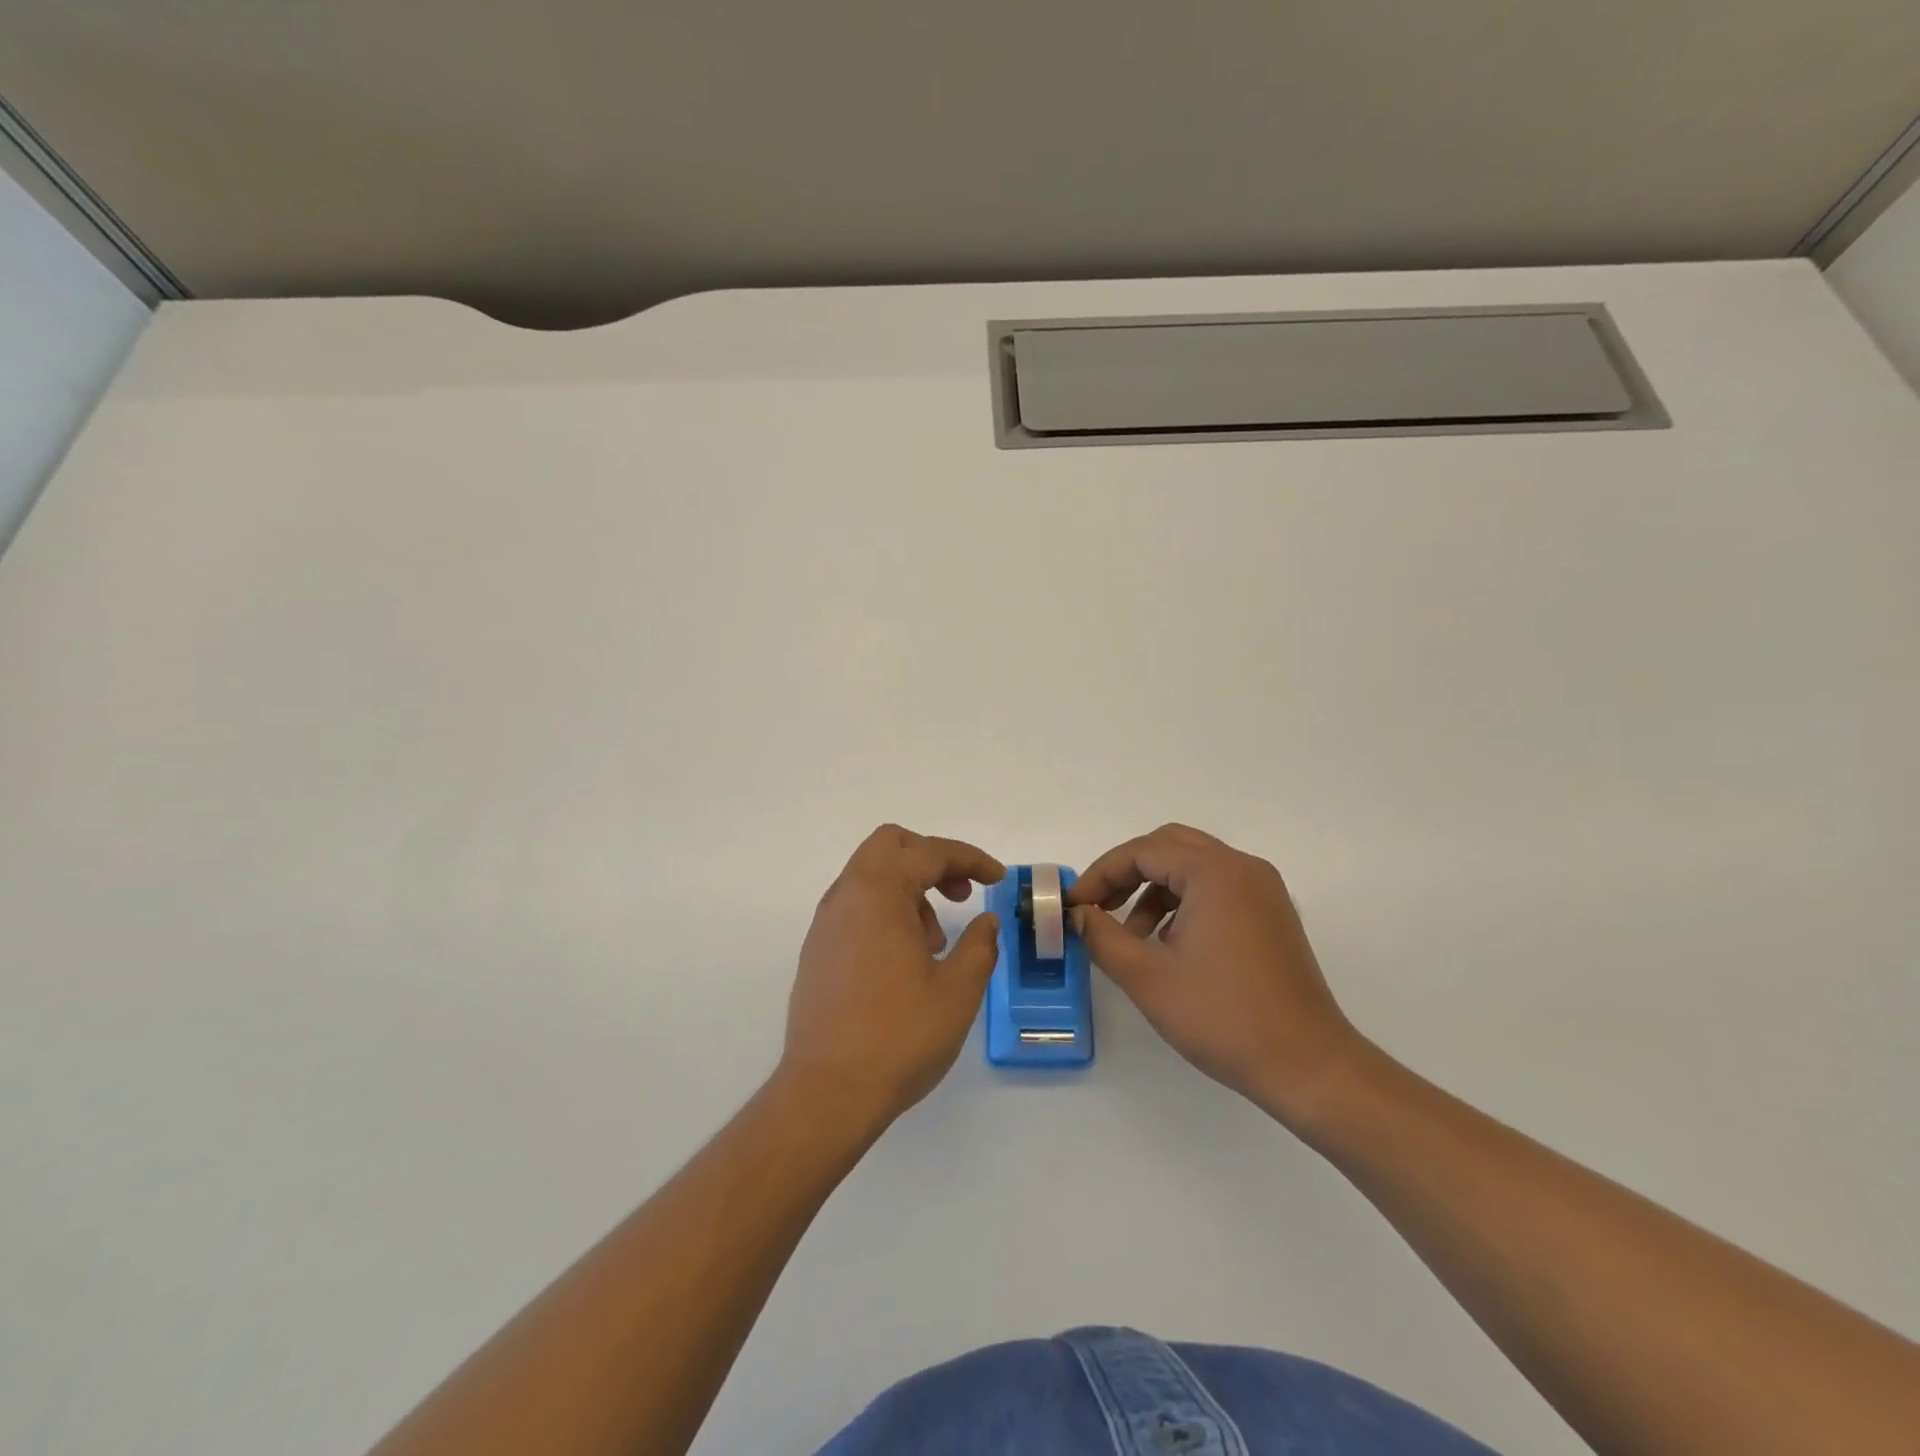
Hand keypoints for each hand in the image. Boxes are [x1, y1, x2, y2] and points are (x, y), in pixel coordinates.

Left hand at [777, 825, 1004, 1131]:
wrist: (827, 1093)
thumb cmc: (899, 1037)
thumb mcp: (958, 991)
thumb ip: (979, 946)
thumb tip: (987, 922)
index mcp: (879, 893)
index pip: (930, 852)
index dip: (970, 859)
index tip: (998, 879)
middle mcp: (846, 896)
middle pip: (891, 846)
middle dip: (933, 859)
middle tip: (961, 894)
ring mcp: (826, 923)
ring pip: (870, 875)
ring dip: (909, 887)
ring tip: (936, 940)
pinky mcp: (817, 950)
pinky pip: (856, 906)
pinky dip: (886, 910)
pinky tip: (906, 959)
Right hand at [1068, 824, 1365, 1126]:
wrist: (1308, 1066)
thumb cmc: (1223, 1017)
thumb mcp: (1147, 978)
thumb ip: (1101, 936)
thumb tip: (1078, 914)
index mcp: (1215, 873)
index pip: (1142, 851)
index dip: (1101, 874)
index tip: (1075, 906)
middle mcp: (1243, 868)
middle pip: (1169, 847)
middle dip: (1127, 872)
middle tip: (1098, 907)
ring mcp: (1263, 890)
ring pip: (1193, 867)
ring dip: (1154, 889)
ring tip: (1132, 937)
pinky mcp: (1272, 914)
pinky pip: (1217, 888)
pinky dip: (1184, 902)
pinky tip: (1170, 945)